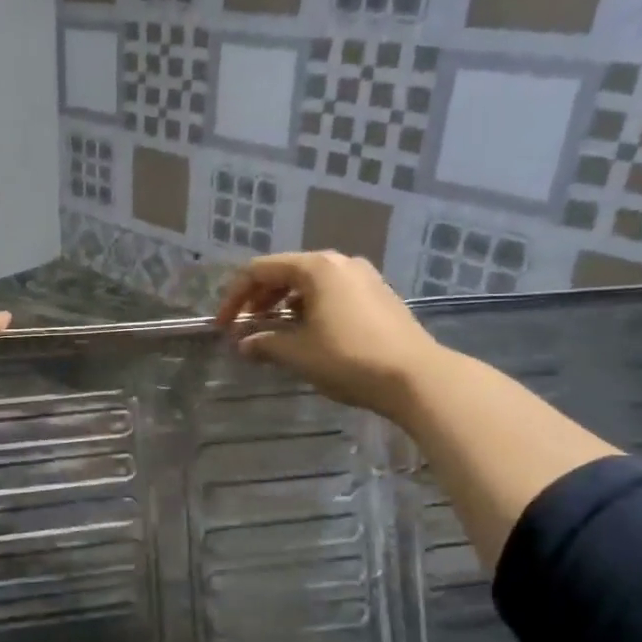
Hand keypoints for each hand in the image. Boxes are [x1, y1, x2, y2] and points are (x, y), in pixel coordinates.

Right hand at [214, 252, 444, 412]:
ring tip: (273, 332)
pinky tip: (308, 334)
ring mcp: (364, 278)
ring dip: (284, 305)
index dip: (234, 297)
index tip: (223, 325)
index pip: (260, 271)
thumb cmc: (350, 359)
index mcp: (316, 268)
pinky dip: (310, 308)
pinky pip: (332, 293)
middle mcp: (340, 263)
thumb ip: (265, 343)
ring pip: (310, 283)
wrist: (418, 377)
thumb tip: (243, 344)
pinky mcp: (379, 296)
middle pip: (285, 272)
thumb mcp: (298, 353)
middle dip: (259, 299)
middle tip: (244, 327)